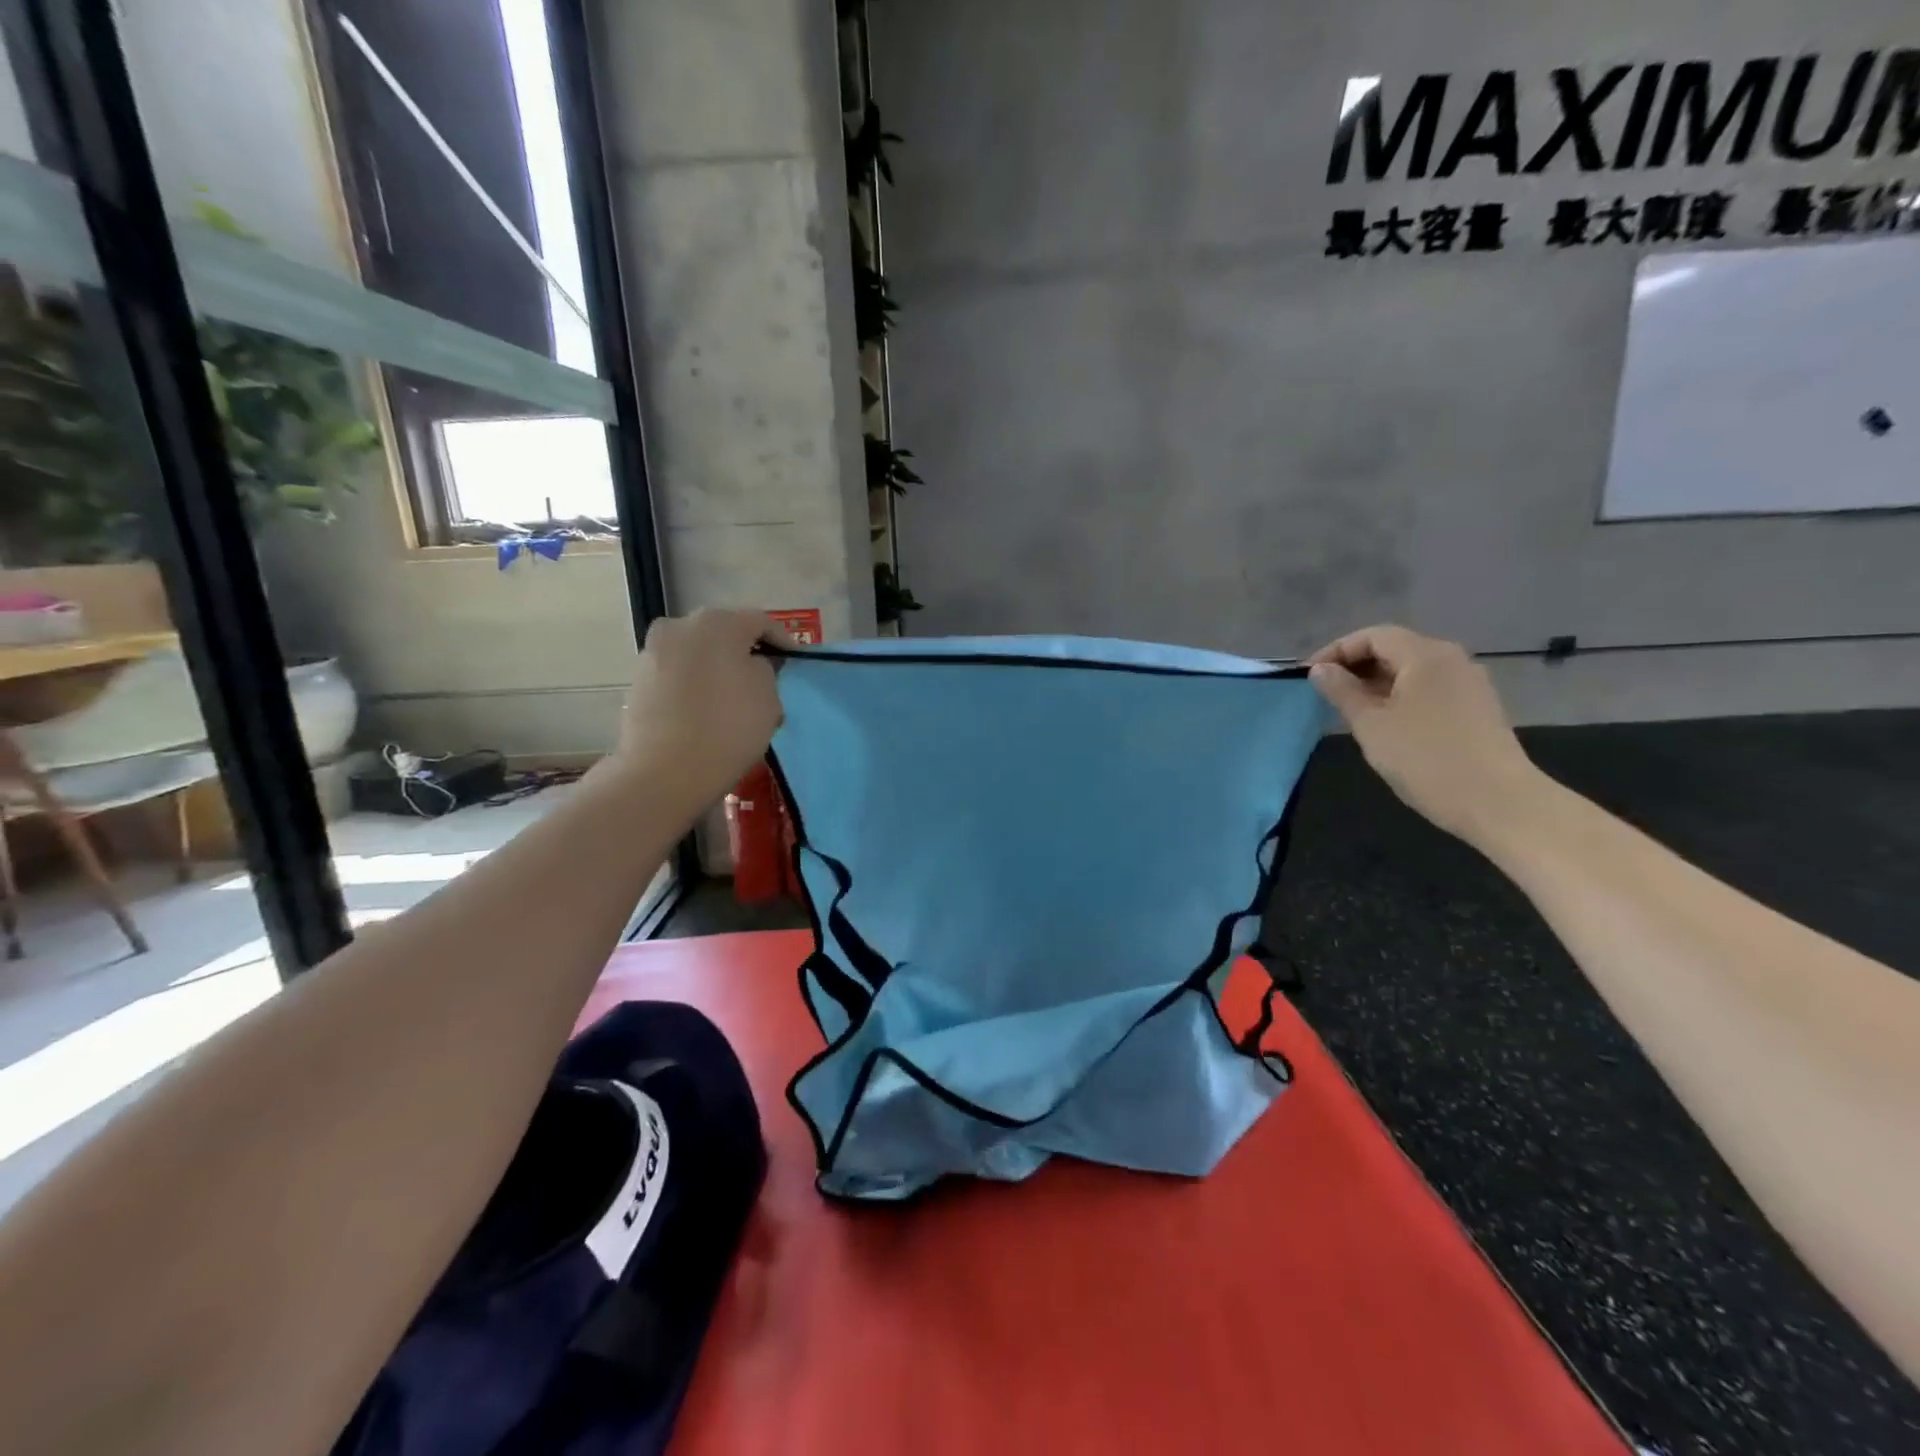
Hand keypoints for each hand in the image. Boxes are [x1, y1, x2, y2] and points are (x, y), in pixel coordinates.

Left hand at [613, 610, 786, 806]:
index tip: (795, 662)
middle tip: (764, 678)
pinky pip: (678, 674)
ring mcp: (653, 652)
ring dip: (717, 668)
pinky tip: (707, 710)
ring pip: (698, 653)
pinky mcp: (638, 680)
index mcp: (717, 622)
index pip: (760, 622)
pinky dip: (695, 684)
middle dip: (745, 652)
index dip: (783, 641)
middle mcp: (680, 626)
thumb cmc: (728, 728)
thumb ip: (766, 670)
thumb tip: (751, 666)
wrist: (664, 772)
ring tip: (733, 697)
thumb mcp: (769, 697)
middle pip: (723, 633)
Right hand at [1307, 624, 1542, 845]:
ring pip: (1412, 671)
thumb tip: (1320, 670)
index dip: (1336, 651)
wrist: (1498, 802)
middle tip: (1326, 694)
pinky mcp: (1477, 708)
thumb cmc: (1425, 758)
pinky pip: (1429, 689)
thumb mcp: (1371, 724)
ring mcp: (1469, 684)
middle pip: (1395, 649)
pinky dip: (1400, 696)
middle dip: (1356, 666)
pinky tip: (1386, 724)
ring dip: (1376, 683)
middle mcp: (1452, 660)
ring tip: (1350, 711)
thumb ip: (1342, 691)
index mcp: (1425, 655)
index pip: (1373, 636)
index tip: (1309, 676)